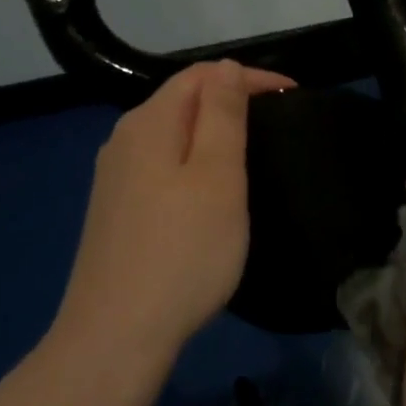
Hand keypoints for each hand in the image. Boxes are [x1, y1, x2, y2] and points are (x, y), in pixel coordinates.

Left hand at [51, 60, 293, 372]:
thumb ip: (222, 115)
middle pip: (182, 100)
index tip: (292, 96)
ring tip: (250, 153)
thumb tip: (225, 68)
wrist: (115, 336)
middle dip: (230, 101)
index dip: (248, 77)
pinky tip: (207, 192)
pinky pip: (160, 166)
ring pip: (170, 135)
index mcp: (149, 123)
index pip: (201, 75)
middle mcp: (123, 140)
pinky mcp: (114, 211)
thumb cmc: (182, 252)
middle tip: (276, 124)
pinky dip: (191, 163)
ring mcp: (113, 178)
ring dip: (211, 133)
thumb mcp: (217, 177)